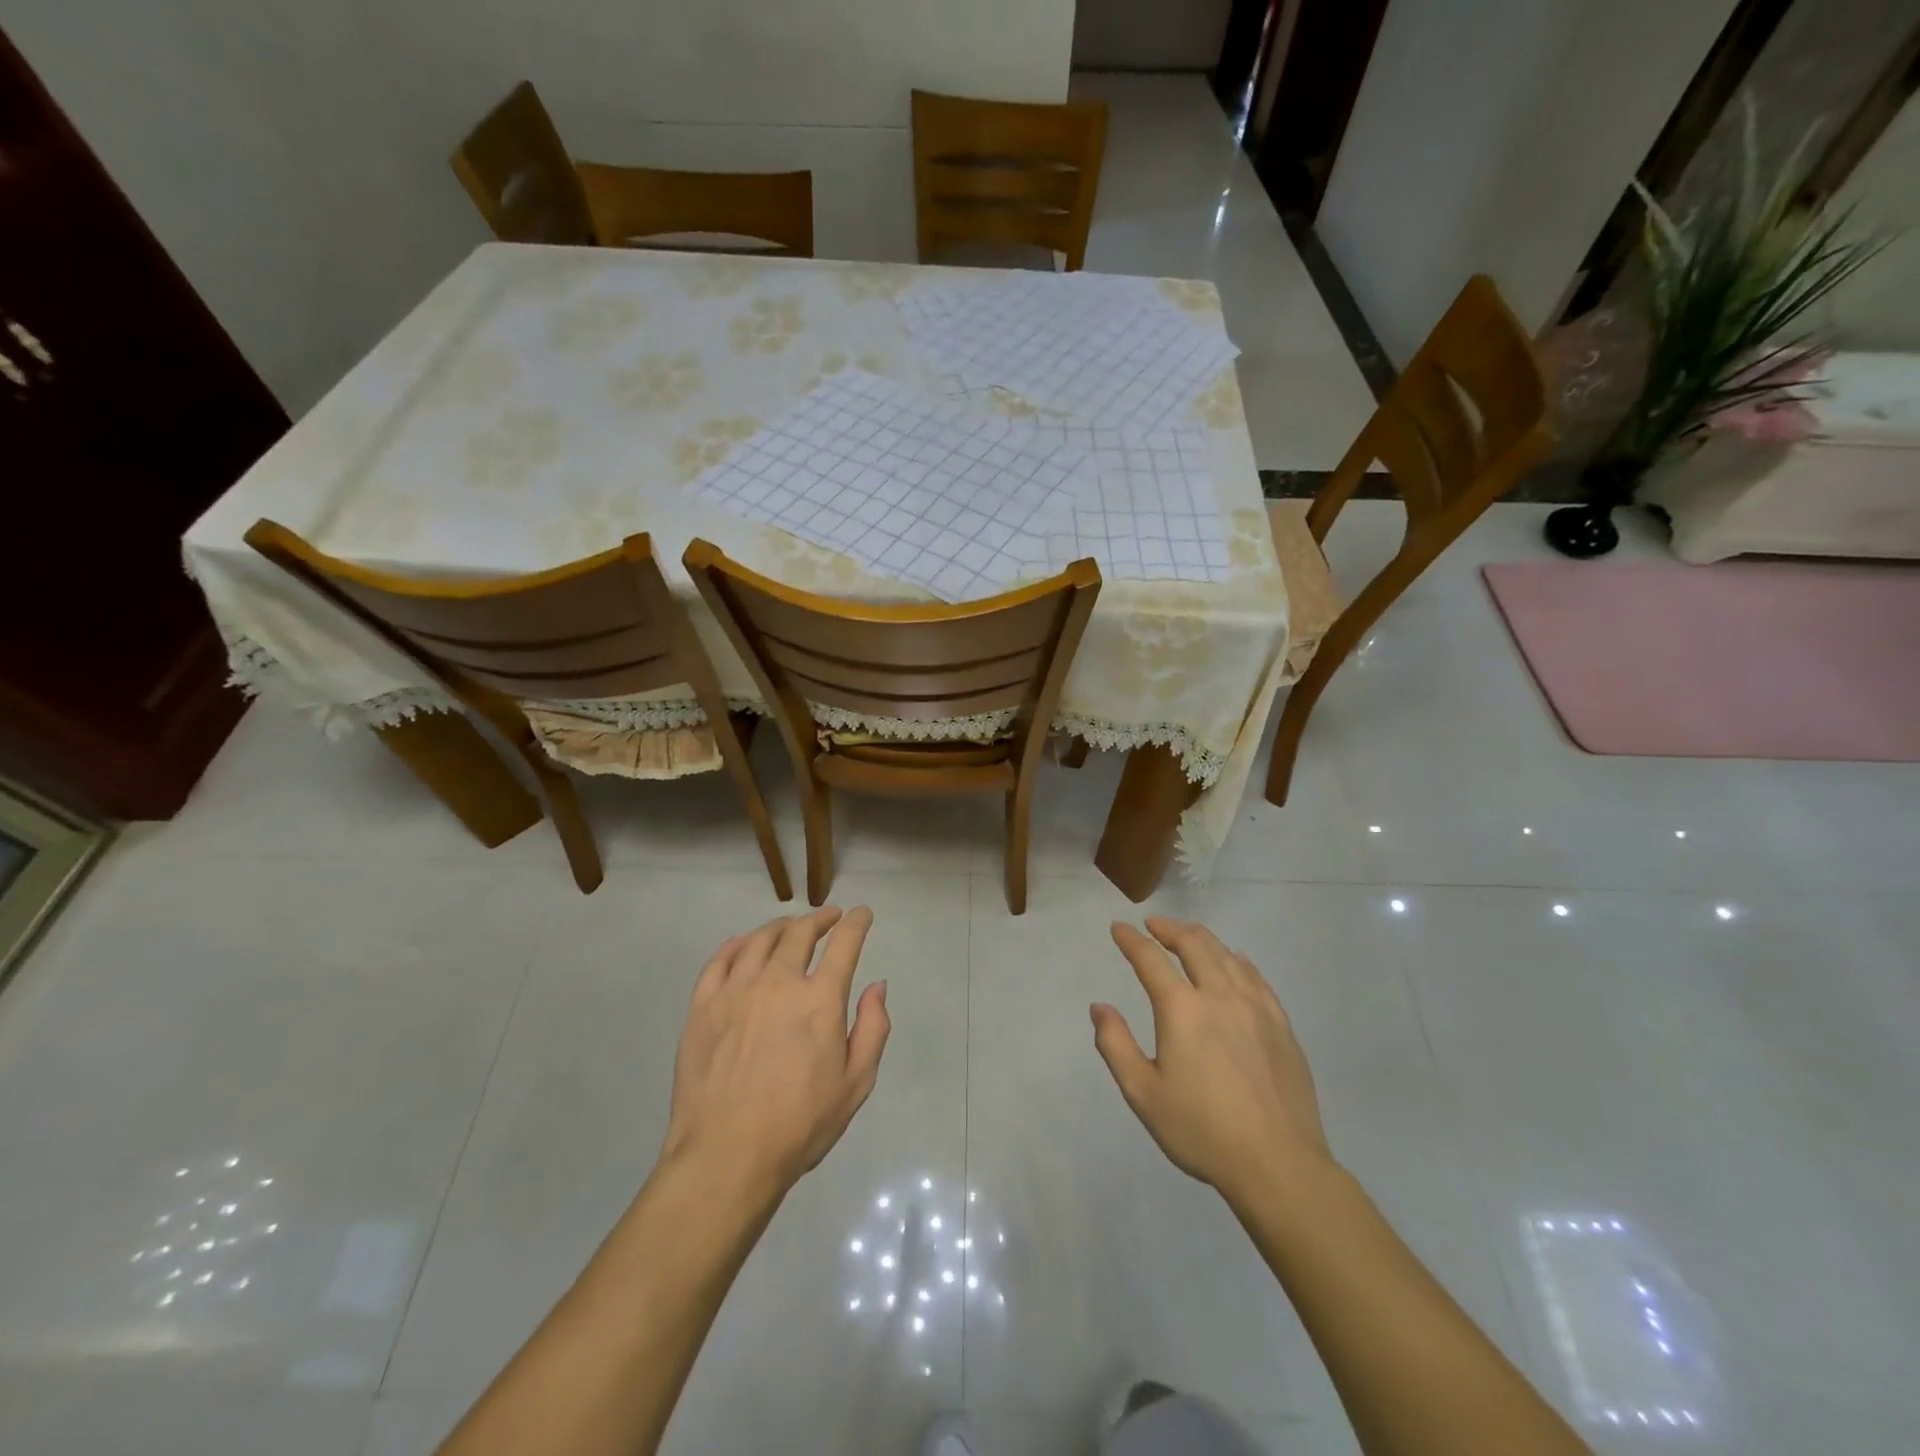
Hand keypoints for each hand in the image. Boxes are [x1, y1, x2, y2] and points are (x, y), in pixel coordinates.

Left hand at [662, 907, 889, 1197]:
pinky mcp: (702, 1005)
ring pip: (760, 939)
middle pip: (800, 932)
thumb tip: (877, 986)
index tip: (862, 914)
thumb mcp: (856, 1084)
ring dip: (781, 926)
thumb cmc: (799, 1125)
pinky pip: (720, 959)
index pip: (844, 943)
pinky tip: (744, 945)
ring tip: (790, 927)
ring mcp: (736, 990)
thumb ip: (872, 1028)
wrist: (726, 1156)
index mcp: (820, 1000)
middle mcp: (778, 982)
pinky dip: (738, 944)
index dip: (856, 923)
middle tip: (828, 918)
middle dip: (819, 919)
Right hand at [1092, 917, 1332, 1199]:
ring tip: (1188, 935)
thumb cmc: (1201, 1130)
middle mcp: (1219, 995)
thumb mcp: (1143, 1093)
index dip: (1131, 940)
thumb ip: (1116, 1045)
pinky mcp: (1281, 1025)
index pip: (1150, 959)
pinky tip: (1236, 962)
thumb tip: (1100, 1007)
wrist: (1278, 1164)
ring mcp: (1256, 1007)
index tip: (1118, 928)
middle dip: (1170, 929)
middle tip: (1154, 925)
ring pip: (1227, 955)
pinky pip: (1256, 978)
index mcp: (1182, 1009)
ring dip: (1202, 939)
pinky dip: (1238, 961)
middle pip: (1194, 944)